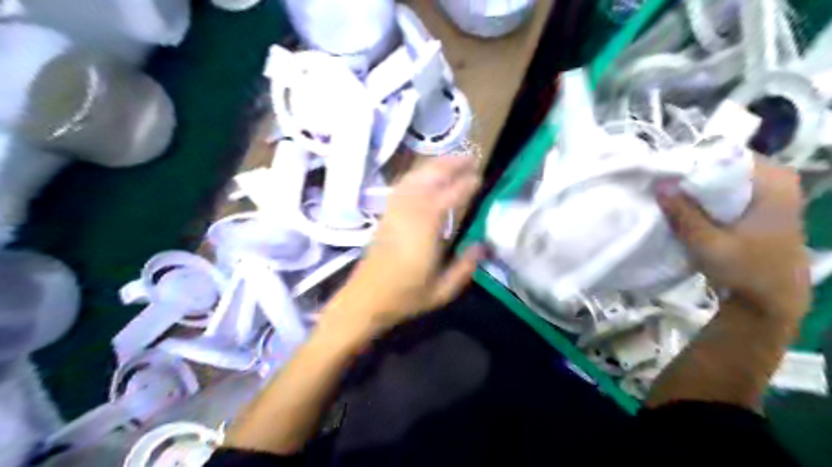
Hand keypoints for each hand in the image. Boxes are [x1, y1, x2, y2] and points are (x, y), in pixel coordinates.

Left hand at [333, 156, 484, 336]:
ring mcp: (394, 212)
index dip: (464, 184)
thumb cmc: (405, 297)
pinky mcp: (385, 215)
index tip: (479, 177)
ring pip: (414, 178)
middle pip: (429, 178)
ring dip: (434, 165)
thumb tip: (482, 245)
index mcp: (424, 230)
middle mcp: (408, 214)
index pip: (448, 197)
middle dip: (449, 164)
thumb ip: (465, 267)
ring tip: (451, 161)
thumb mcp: (442, 291)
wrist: (365, 300)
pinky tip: (424, 176)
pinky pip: (402, 186)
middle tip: (470, 157)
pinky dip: (416, 175)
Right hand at [660, 156, 809, 324]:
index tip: (666, 170)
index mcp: (773, 184)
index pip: (727, 154)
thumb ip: (684, 213)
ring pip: (725, 178)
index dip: (694, 160)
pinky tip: (687, 206)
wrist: (771, 302)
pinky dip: (707, 197)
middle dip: (693, 173)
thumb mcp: (709, 244)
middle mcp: (777, 182)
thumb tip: (659, 184)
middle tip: (663, 182)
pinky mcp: (761, 208)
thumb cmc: (746, 272)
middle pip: (725, 164)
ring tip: (669, 193)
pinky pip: (728, 191)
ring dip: (698, 187)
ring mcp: (770, 195)